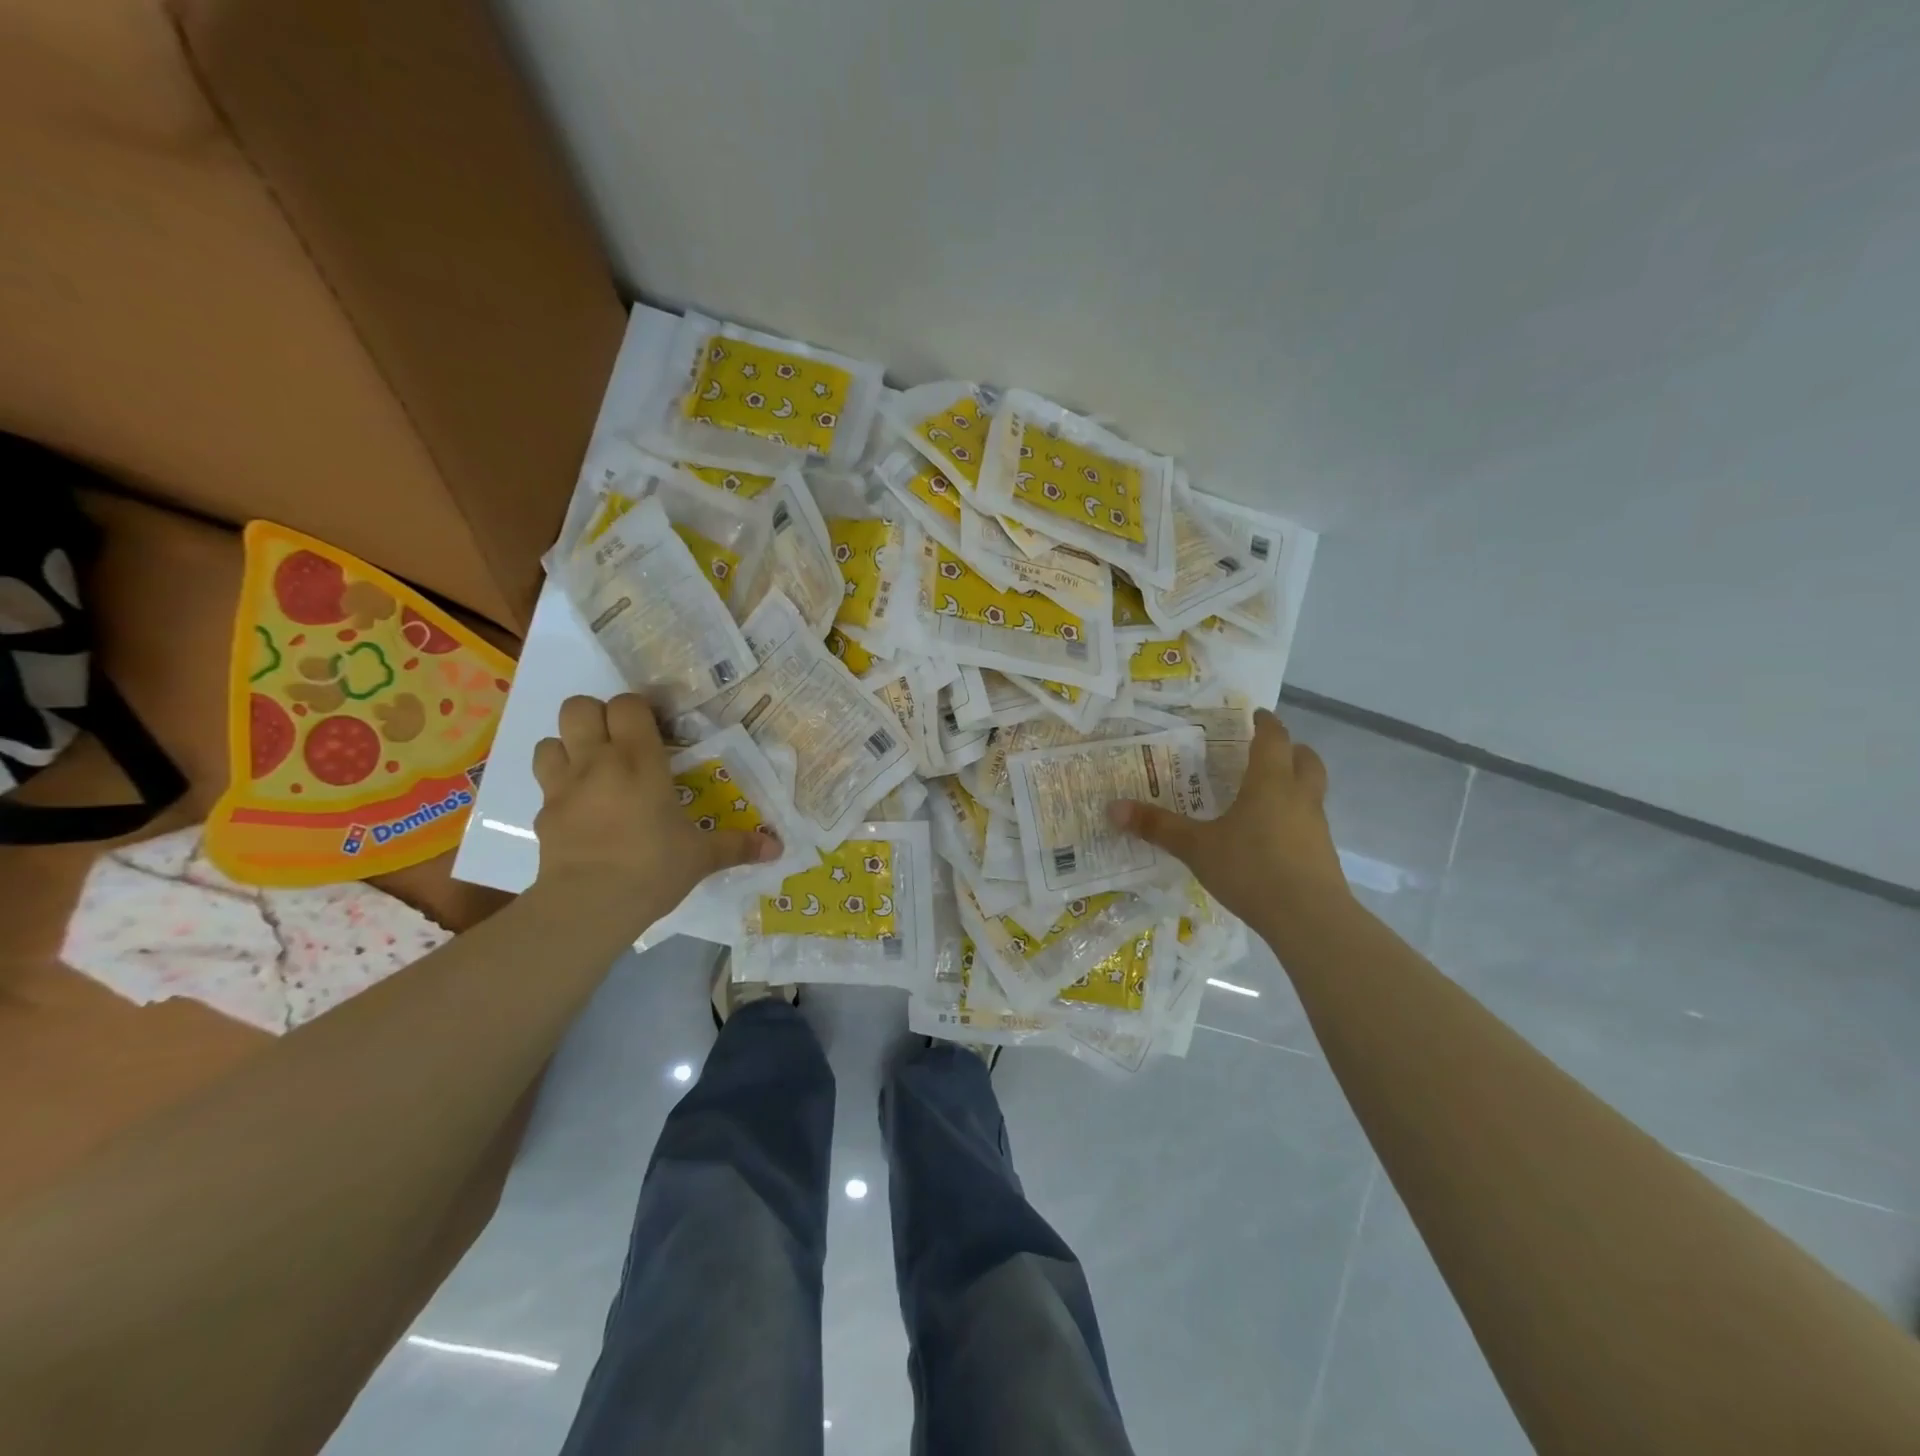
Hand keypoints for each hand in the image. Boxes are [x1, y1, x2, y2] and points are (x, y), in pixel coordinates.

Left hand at [531, 694, 780, 926]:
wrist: (589, 905)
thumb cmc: (653, 867)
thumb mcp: (702, 857)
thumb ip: (738, 846)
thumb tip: (778, 848)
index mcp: (639, 760)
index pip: (627, 704)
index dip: (638, 709)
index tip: (655, 729)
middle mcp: (597, 762)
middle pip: (578, 707)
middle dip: (595, 716)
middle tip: (619, 742)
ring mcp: (563, 786)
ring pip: (549, 740)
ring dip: (569, 747)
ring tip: (592, 770)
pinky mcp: (542, 814)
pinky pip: (544, 785)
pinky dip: (560, 788)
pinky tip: (580, 810)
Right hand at [1108, 708, 1349, 927]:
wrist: (1310, 919)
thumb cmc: (1251, 869)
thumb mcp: (1196, 848)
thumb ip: (1158, 827)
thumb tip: (1113, 808)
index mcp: (1270, 782)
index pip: (1273, 738)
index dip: (1265, 723)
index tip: (1255, 714)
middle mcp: (1299, 796)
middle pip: (1306, 759)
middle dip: (1290, 749)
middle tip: (1266, 752)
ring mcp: (1316, 826)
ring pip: (1312, 791)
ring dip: (1294, 783)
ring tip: (1264, 795)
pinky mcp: (1322, 855)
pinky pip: (1309, 822)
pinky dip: (1293, 818)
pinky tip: (1270, 838)